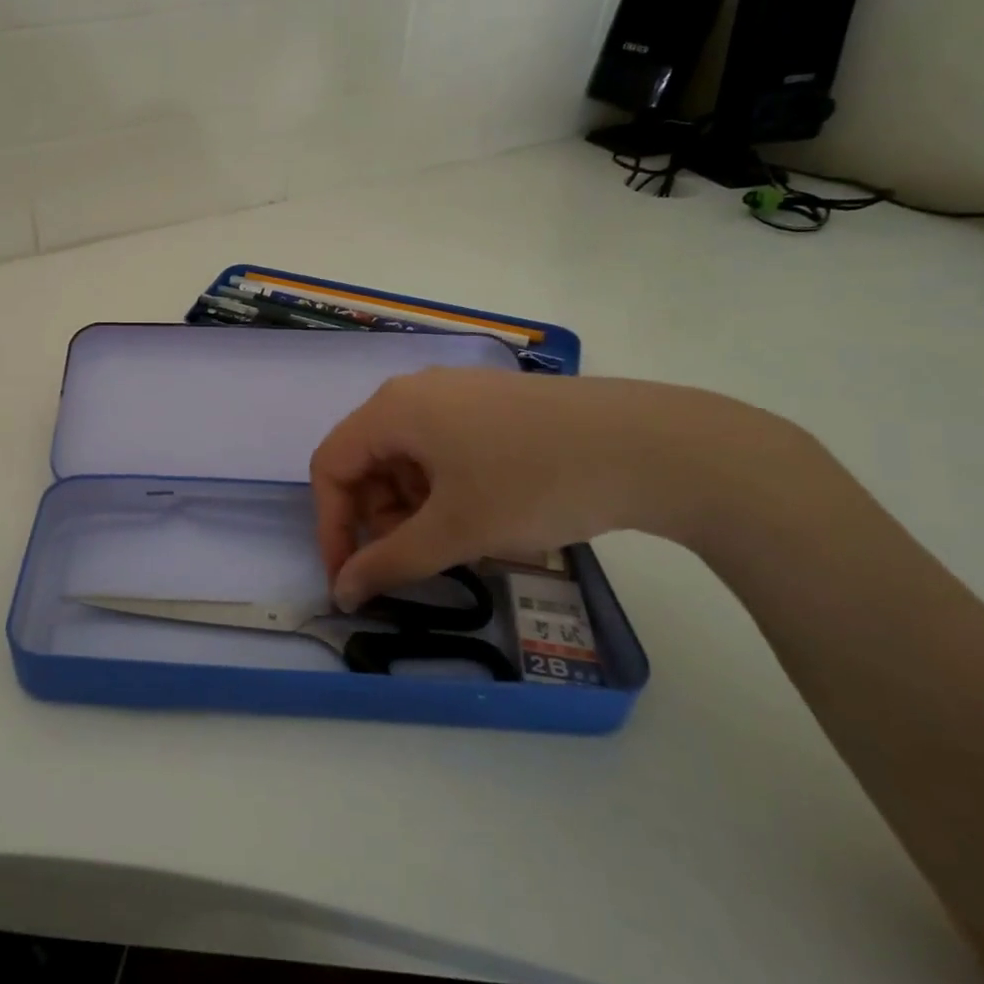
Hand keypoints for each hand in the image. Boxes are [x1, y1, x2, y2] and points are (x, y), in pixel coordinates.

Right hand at [309, 368, 796, 608]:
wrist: (652, 446)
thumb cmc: (535, 484)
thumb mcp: (456, 531)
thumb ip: (389, 562)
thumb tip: (342, 591)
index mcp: (392, 409)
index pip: (331, 467)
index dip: (332, 526)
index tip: (352, 578)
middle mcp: (415, 391)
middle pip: (368, 460)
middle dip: (378, 517)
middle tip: (415, 558)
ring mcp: (458, 393)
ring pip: (407, 457)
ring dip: (413, 506)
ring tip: (458, 540)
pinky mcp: (493, 404)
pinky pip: (443, 447)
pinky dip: (445, 487)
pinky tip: (483, 512)